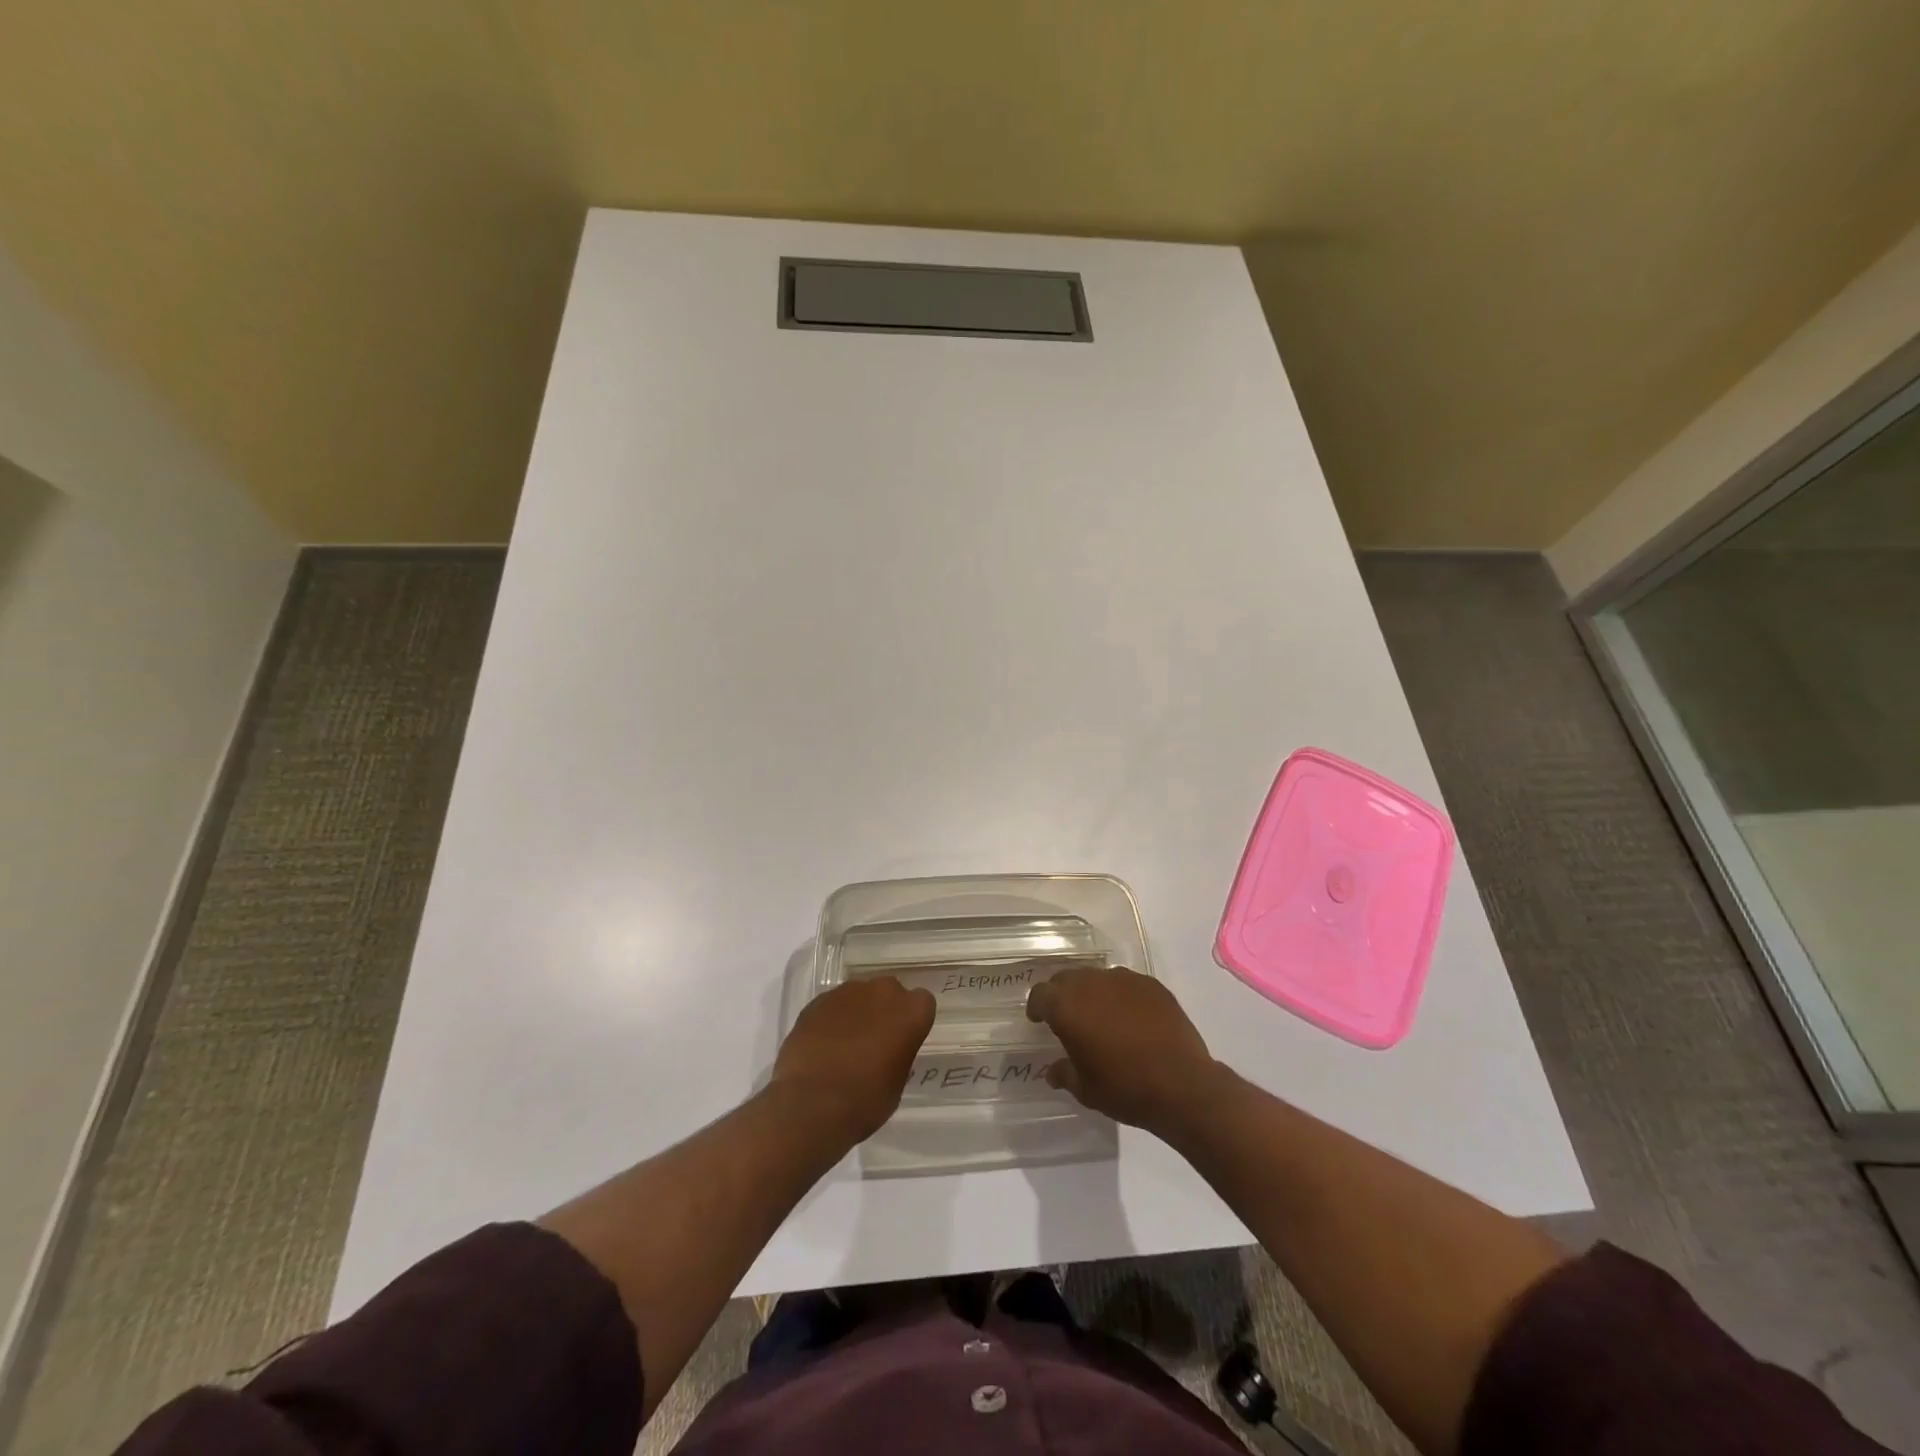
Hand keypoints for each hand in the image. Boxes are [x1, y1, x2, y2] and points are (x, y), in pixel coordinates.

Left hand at [772, 977, 935, 1145]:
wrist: (812, 1104)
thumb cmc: (866, 1100)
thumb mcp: (897, 1081)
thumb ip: (899, 1053)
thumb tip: (888, 1050)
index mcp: (911, 1011)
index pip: (922, 1002)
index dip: (912, 1020)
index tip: (903, 1039)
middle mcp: (883, 991)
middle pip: (889, 992)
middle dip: (884, 1010)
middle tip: (874, 1040)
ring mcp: (847, 992)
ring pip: (858, 995)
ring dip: (856, 1012)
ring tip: (843, 1044)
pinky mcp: (818, 1000)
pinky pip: (832, 1005)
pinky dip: (831, 1019)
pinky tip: (822, 1046)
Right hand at [1026, 966, 1218, 1138]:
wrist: (1182, 1085)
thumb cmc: (1125, 1088)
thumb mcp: (1085, 1090)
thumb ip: (1064, 1073)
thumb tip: (1054, 1070)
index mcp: (1067, 1007)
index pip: (1040, 994)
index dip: (1037, 1007)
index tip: (1039, 1020)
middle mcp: (1091, 984)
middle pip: (1066, 979)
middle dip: (1062, 995)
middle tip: (1068, 1018)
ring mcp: (1123, 980)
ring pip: (1097, 977)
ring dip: (1092, 993)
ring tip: (1101, 1017)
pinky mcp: (1151, 984)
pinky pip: (1125, 983)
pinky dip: (1121, 996)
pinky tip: (1131, 1018)